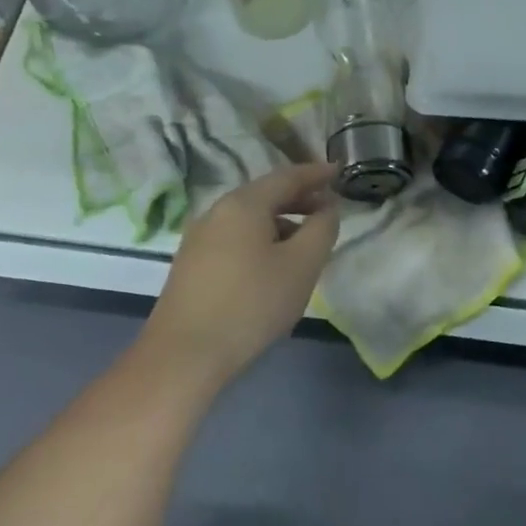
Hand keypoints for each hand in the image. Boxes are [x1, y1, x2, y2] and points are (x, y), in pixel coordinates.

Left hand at [138, 163, 340, 392]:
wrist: (185, 354)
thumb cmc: (252, 303)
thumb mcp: (302, 265)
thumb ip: (322, 229)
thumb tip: (327, 208)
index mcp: (243, 204)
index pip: (287, 176)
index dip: (316, 173)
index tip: (339, 171)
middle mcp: (216, 212)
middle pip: (265, 195)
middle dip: (299, 199)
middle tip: (329, 209)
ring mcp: (199, 238)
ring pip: (249, 219)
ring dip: (281, 222)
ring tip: (306, 243)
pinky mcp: (192, 264)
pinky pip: (235, 239)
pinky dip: (262, 240)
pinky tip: (273, 265)